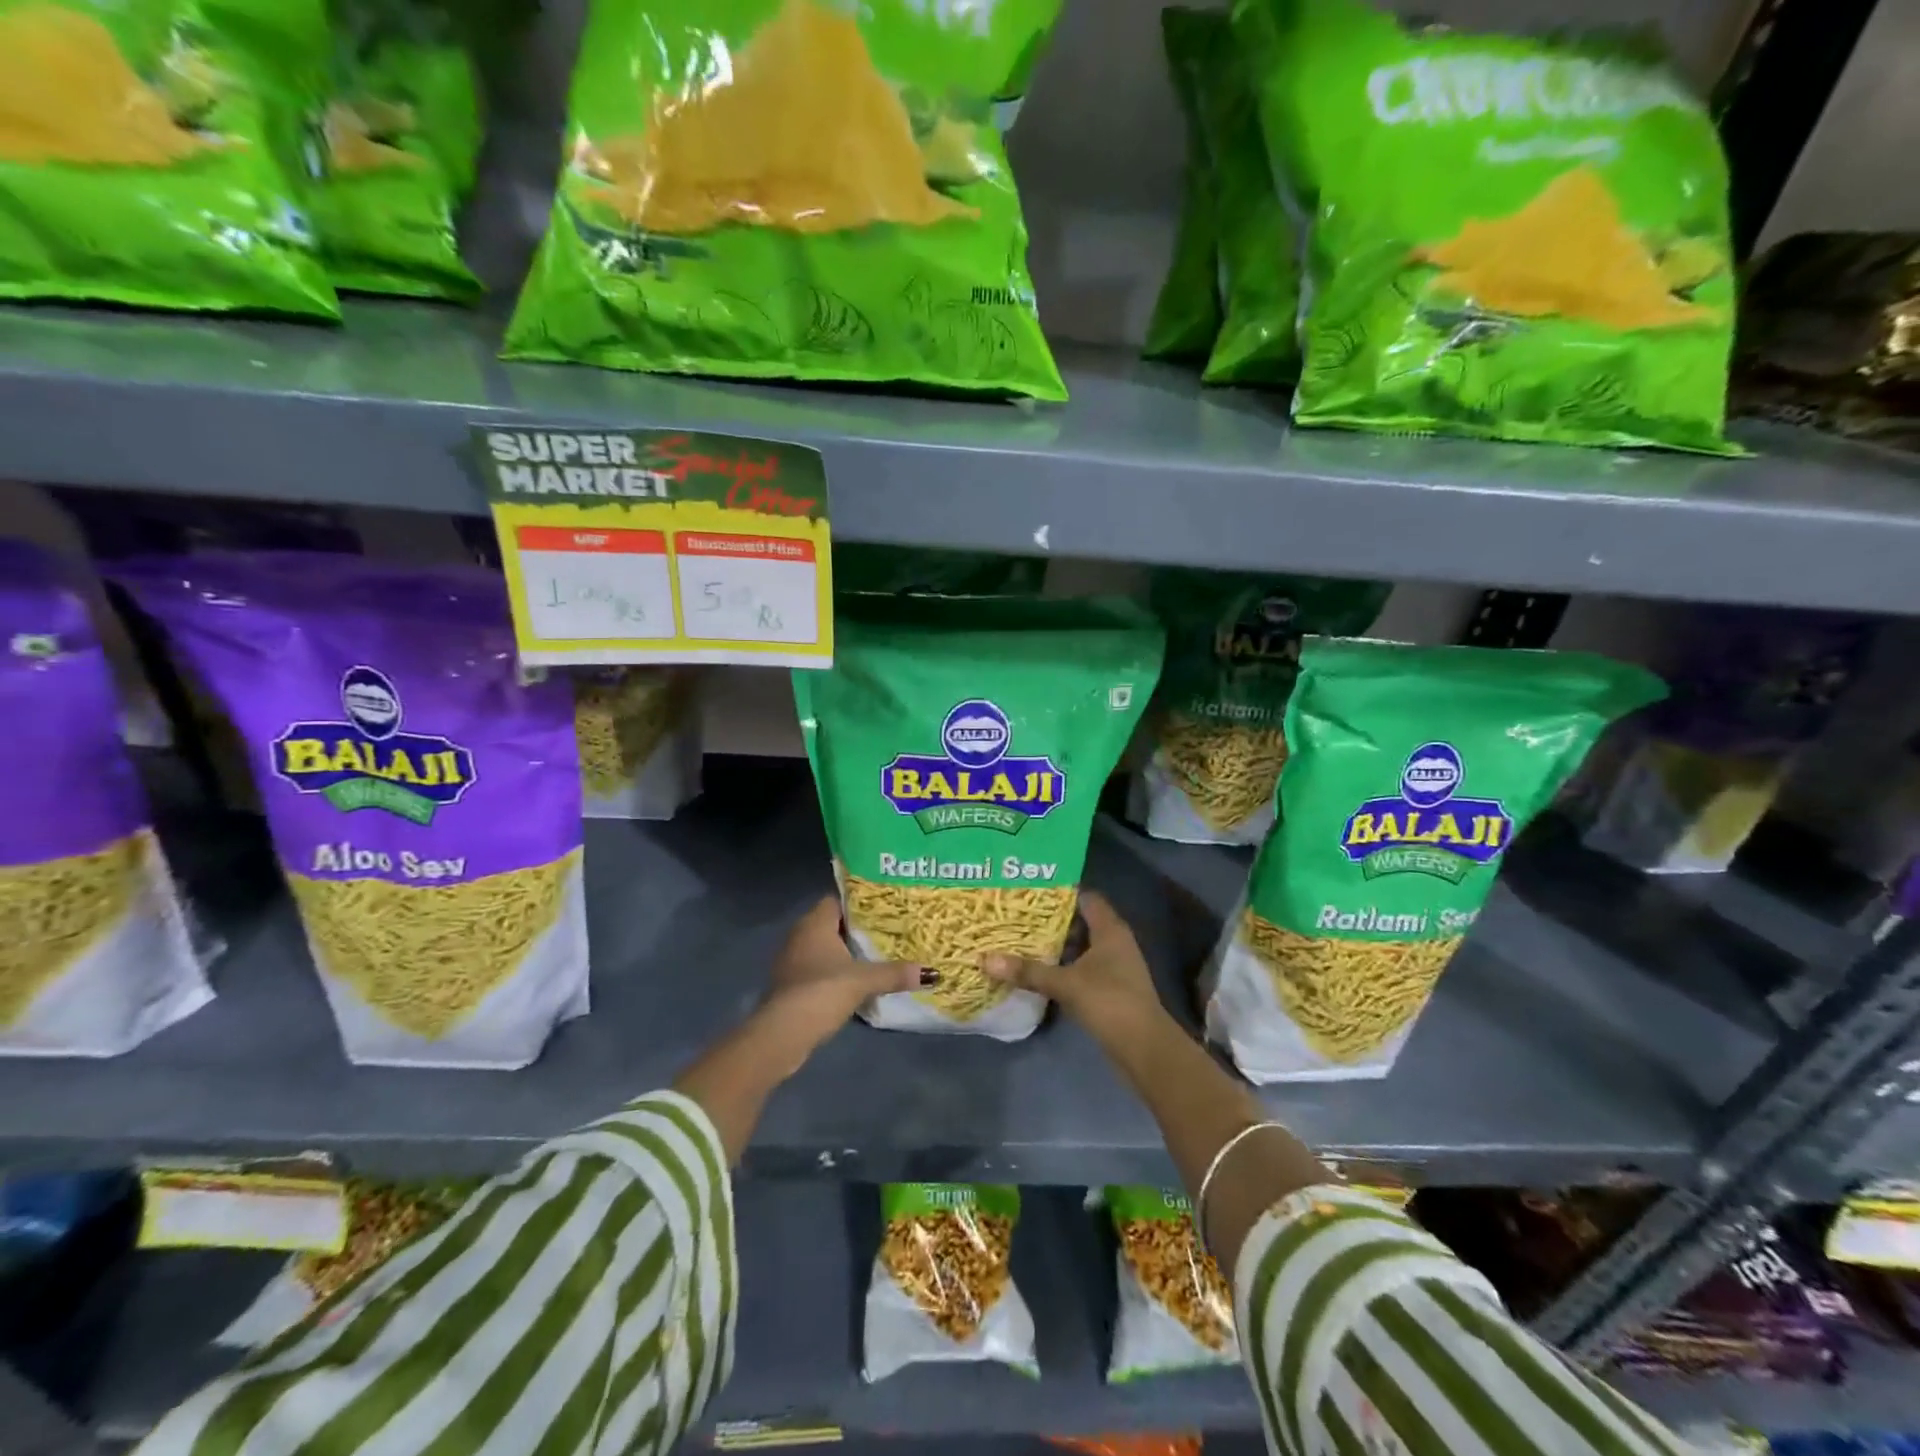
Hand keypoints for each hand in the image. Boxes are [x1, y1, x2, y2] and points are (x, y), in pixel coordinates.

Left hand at [760, 895, 927, 1050]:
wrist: (783, 1034)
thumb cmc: (822, 992)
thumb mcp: (864, 980)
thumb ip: (895, 973)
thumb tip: (931, 973)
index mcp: (814, 923)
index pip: (837, 900)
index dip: (859, 902)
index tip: (884, 907)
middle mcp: (800, 935)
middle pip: (833, 924)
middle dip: (857, 929)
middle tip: (888, 931)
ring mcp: (792, 961)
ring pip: (825, 948)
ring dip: (846, 952)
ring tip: (877, 955)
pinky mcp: (791, 985)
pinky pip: (818, 968)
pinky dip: (835, 972)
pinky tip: (856, 981)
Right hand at [981, 892, 1168, 1041]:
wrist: (1144, 1048)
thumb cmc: (1109, 1002)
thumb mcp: (1065, 984)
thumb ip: (1028, 971)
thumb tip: (986, 959)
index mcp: (1110, 929)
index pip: (1086, 898)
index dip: (1060, 892)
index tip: (1030, 891)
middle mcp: (1115, 942)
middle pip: (1081, 921)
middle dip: (1052, 919)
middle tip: (1018, 915)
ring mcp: (1115, 966)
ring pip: (1081, 946)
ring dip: (1057, 945)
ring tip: (1023, 939)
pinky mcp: (1111, 988)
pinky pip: (1083, 967)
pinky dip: (1064, 966)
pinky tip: (1040, 970)